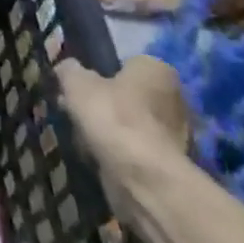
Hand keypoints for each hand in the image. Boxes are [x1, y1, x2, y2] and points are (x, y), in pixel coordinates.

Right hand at [56, 56, 190, 187]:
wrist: (143, 178)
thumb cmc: (113, 116)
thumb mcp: (76, 83)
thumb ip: (69, 71)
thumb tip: (67, 69)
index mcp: (157, 70)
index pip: (126, 64)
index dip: (100, 74)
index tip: (80, 87)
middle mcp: (174, 98)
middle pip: (129, 95)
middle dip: (105, 103)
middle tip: (76, 111)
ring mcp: (176, 134)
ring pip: (131, 124)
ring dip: (110, 129)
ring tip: (82, 136)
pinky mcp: (169, 163)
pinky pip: (135, 149)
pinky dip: (118, 152)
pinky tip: (98, 156)